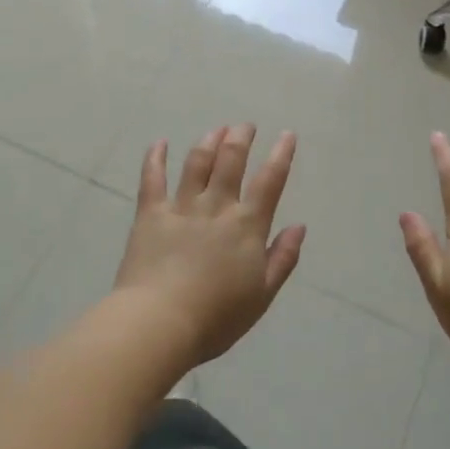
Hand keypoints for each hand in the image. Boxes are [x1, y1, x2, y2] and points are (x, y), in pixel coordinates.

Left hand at [115, 125, 306, 367]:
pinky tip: (159, 143)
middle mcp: (216, 207)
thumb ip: (282, 258)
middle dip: (240, 138)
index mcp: (247, 226)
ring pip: (197, 163)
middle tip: (245, 126)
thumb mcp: (262, 295)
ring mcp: (181, 207)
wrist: (160, 322)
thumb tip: (299, 226)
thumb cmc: (217, 317)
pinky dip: (155, 158)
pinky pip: (152, 179)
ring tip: (216, 130)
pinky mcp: (150, 214)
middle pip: (231, 161)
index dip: (281, 155)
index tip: (286, 135)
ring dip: (208, 142)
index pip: (270, 181)